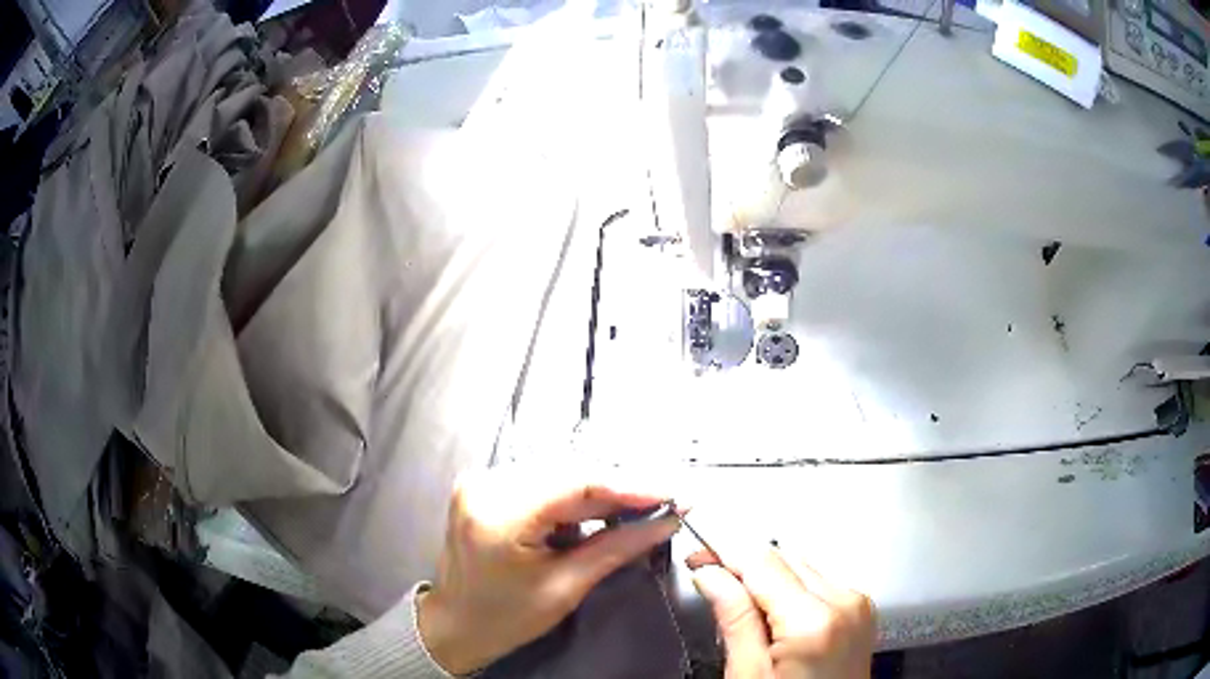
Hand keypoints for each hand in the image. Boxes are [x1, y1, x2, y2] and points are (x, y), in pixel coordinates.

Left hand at [417, 467, 680, 674]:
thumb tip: (666, 521)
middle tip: (664, 500)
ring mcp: (481, 480)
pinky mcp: (485, 485)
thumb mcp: (565, 589)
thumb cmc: (507, 617)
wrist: (455, 623)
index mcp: (498, 514)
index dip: (630, 485)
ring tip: (640, 505)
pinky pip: (543, 479)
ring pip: (558, 471)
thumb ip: (616, 548)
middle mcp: (485, 484)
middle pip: (568, 471)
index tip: (672, 492)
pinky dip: (575, 493)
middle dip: (620, 486)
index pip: (575, 483)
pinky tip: (601, 508)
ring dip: (601, 488)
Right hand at [688, 546, 875, 678]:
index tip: (698, 553)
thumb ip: (734, 619)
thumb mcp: (748, 674)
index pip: (763, 562)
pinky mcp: (860, 609)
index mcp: (814, 622)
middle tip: (709, 576)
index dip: (724, 552)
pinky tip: (773, 611)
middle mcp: (844, 602)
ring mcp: (857, 604)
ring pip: (802, 565)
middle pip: (784, 557)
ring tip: (740, 601)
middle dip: (744, 564)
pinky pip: (820, 581)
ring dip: (768, 575)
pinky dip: (791, 587)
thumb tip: (710, 574)